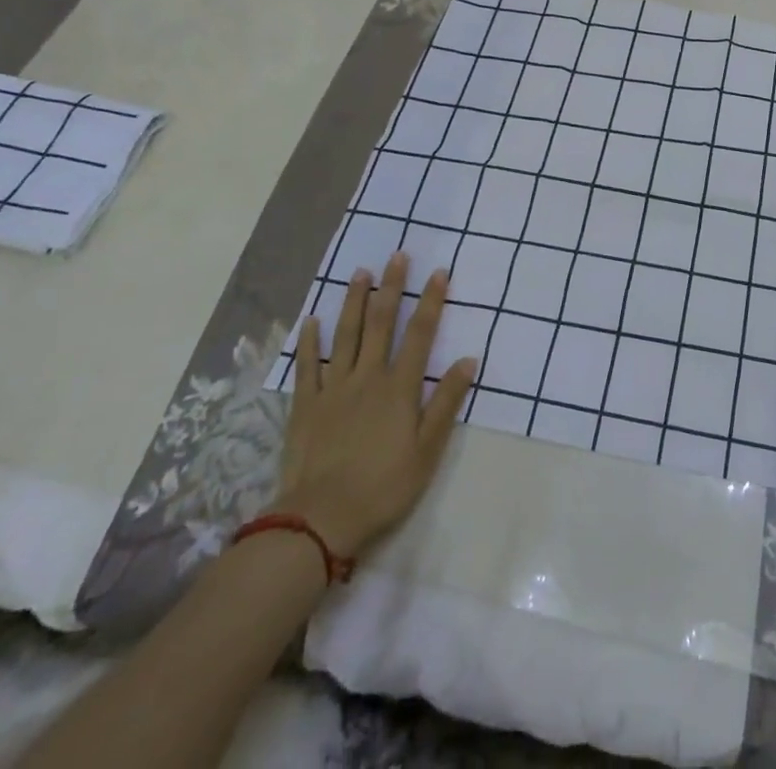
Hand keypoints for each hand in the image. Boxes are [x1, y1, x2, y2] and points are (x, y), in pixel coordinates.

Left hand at [270, 253, 477, 561]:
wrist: (321, 520)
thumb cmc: (384, 486)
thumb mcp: (427, 450)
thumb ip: (446, 402)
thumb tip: (469, 360)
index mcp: (399, 387)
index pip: (420, 333)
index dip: (431, 301)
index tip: (439, 272)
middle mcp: (367, 377)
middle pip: (381, 323)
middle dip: (391, 287)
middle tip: (396, 255)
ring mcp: (333, 389)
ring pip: (345, 335)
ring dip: (354, 301)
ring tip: (359, 273)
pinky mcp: (306, 406)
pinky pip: (308, 366)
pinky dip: (311, 342)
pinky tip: (313, 321)